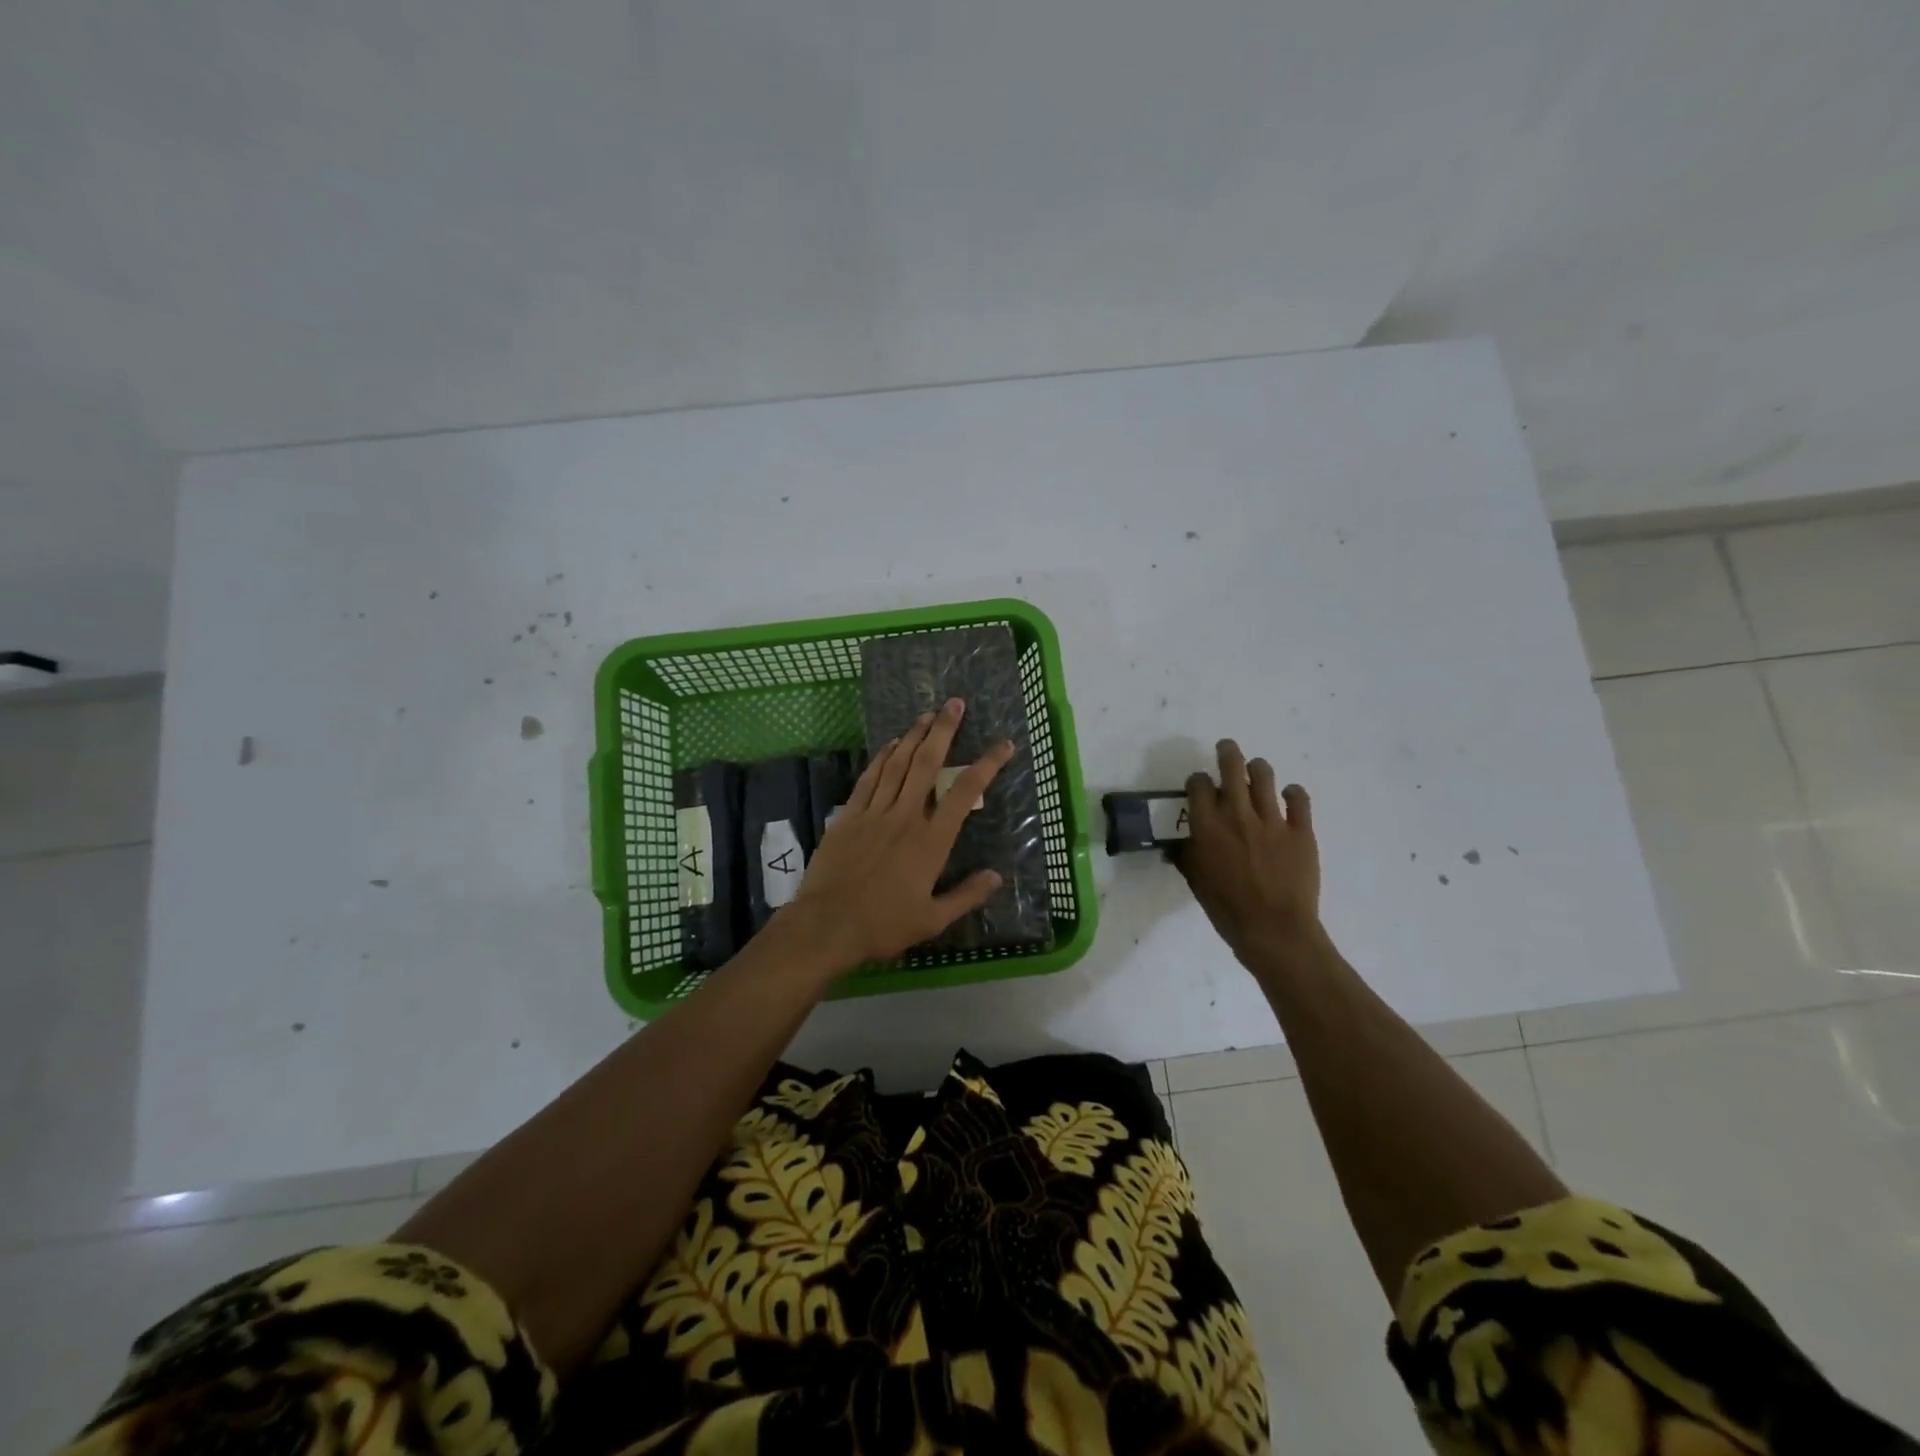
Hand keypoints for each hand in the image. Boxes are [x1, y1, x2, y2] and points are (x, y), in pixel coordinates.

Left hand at [788, 698, 1013, 970]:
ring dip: (913, 736)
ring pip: (897, 764)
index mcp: (931, 841)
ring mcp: (874, 813)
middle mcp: (905, 817)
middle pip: (927, 764)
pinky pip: (868, 778)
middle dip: (943, 731)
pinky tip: (889, 745)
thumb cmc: (884, 925)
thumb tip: (996, 876)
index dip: (987, 765)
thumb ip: (966, 895)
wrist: (827, 925)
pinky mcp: (849, 816)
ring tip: (926, 715)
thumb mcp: (933, 919)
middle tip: (954, 704)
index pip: (965, 793)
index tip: (1003, 745)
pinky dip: (881, 758)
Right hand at [1175, 739, 1321, 970]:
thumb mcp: (1195, 881)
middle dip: (1227, 752)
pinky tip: (1289, 796)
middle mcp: (1237, 814)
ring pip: (1265, 776)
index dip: (1197, 781)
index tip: (1199, 785)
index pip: (1198, 785)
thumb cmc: (1226, 909)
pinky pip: (1299, 800)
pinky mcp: (1301, 831)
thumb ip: (1186, 855)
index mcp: (1207, 826)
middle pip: (1232, 767)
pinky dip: (1294, 793)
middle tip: (1226, 749)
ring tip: (1256, 770)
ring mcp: (1272, 820)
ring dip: (1258, 768)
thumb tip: (1176, 845)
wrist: (1274, 930)